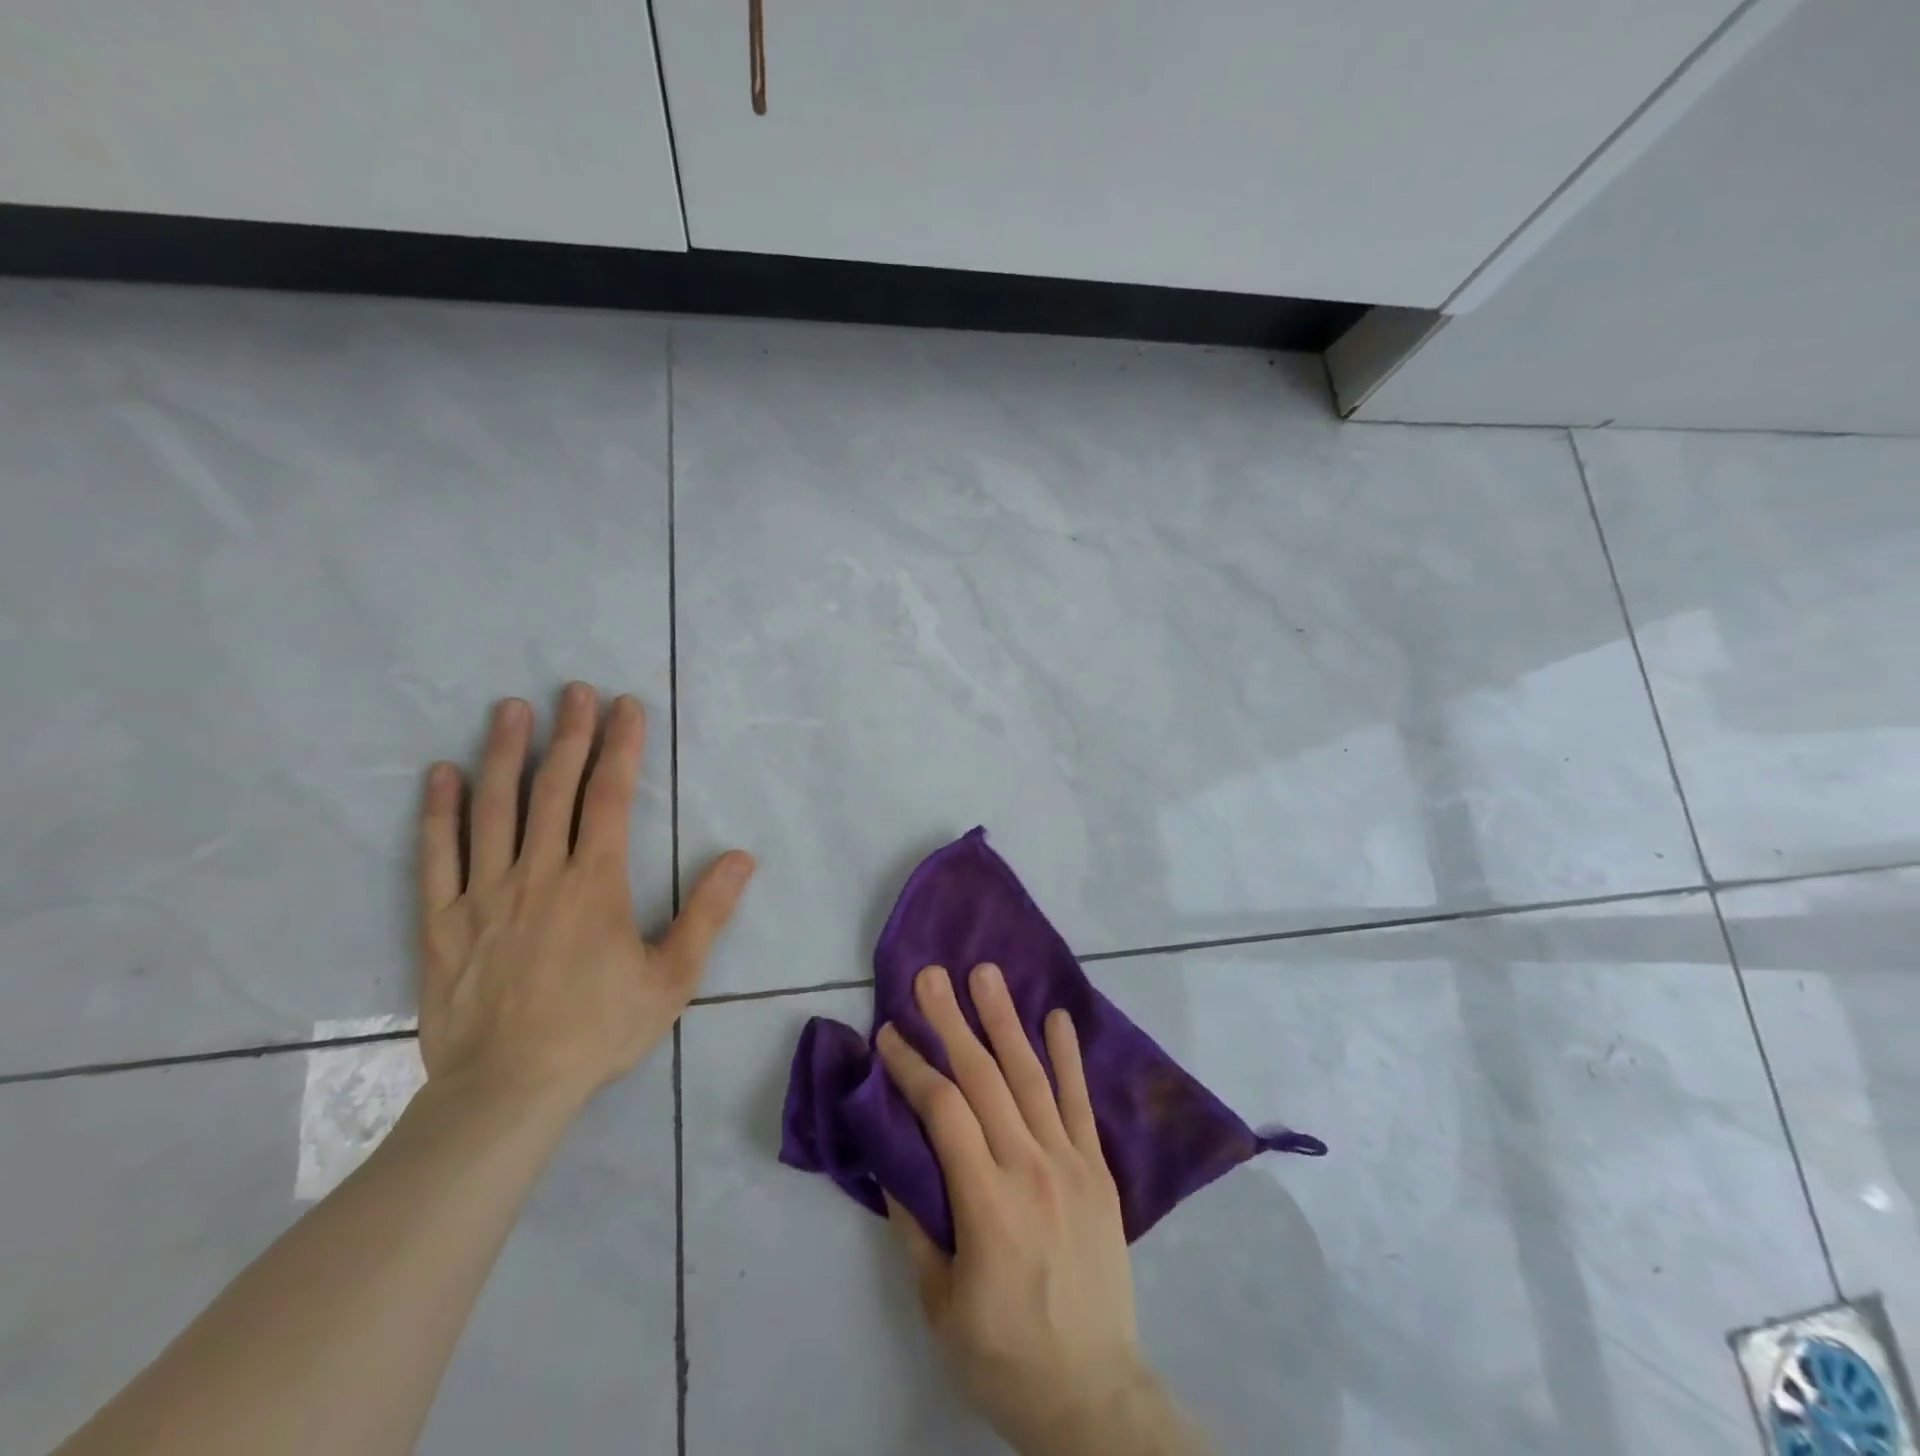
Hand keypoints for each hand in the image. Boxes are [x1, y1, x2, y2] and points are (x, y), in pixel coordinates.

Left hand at [415, 684, 753, 1108]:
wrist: (508, 1090)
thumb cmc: (598, 1030)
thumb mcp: (672, 977)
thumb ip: (707, 912)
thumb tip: (740, 857)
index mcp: (595, 882)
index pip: (610, 796)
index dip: (620, 746)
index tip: (625, 705)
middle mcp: (539, 873)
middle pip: (553, 788)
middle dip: (569, 734)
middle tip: (574, 690)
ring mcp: (484, 893)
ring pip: (493, 808)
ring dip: (503, 753)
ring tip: (510, 710)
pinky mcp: (443, 921)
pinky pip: (437, 855)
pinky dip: (438, 811)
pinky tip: (441, 774)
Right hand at [877, 964, 1206, 1455]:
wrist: (1095, 1393)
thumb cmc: (1004, 1353)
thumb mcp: (939, 1303)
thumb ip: (915, 1222)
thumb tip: (891, 1155)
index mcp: (986, 1202)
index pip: (942, 1111)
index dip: (912, 1067)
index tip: (887, 1033)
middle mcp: (1029, 1167)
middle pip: (985, 1078)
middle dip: (952, 1021)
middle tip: (931, 975)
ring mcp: (1070, 1162)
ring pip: (1031, 1076)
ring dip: (1004, 1020)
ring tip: (985, 974)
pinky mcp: (1098, 1168)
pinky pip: (1080, 1101)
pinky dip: (1068, 1056)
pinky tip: (1057, 1018)